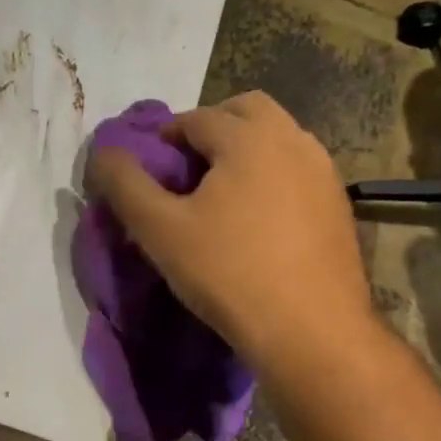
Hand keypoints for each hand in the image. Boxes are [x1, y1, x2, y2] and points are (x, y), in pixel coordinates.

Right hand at [86, 91, 375, 372]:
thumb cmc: (228, 272)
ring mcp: (323, 171)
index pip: (195, 118)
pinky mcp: (338, 203)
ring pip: (277, 137)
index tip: (148, 172)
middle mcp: (293, 140)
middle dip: (210, 128)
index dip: (164, 138)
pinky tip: (255, 218)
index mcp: (249, 137)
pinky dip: (270, 174)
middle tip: (185, 169)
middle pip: (246, 110)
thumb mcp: (159, 230)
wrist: (311, 331)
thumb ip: (124, 185)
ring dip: (243, 149)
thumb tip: (102, 153)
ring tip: (218, 194)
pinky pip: (296, 168)